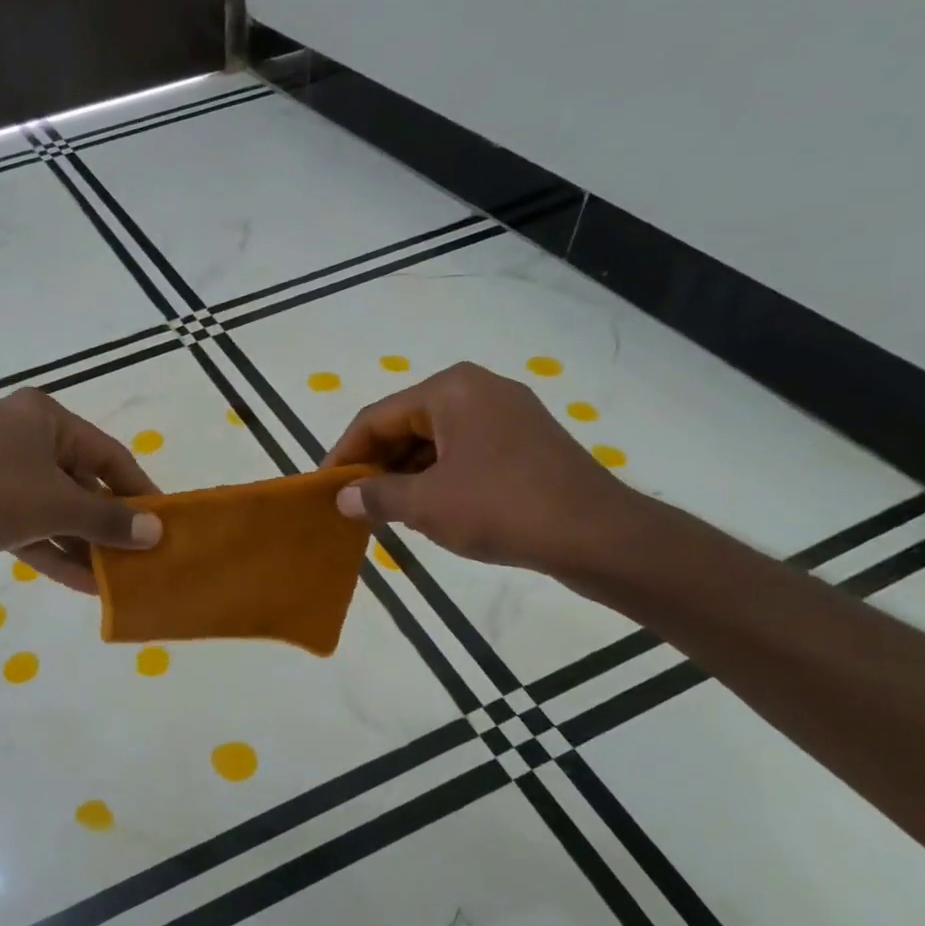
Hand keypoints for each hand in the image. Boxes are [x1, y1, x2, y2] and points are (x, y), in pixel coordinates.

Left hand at [0, 388, 162, 592]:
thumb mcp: (59, 506)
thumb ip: (109, 519)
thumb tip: (155, 532)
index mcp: (41, 417)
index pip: (106, 453)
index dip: (137, 489)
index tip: (161, 520)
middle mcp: (18, 435)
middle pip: (78, 481)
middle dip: (106, 523)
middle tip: (138, 555)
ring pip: (51, 507)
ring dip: (81, 543)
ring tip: (115, 578)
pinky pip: (25, 524)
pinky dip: (51, 549)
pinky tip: (82, 583)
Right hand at [323, 362, 636, 574]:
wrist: (599, 536)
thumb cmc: (501, 507)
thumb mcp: (426, 505)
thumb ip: (376, 496)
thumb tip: (343, 498)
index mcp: (450, 390)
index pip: (376, 418)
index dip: (345, 454)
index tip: (325, 486)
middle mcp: (478, 389)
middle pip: (407, 424)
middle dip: (377, 464)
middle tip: (354, 502)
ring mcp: (508, 414)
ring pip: (436, 440)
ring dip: (407, 474)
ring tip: (387, 511)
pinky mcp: (527, 441)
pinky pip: (465, 451)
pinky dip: (439, 476)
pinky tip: (429, 509)